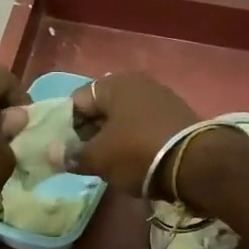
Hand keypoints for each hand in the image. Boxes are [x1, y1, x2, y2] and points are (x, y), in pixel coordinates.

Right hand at [60, 72, 198, 196]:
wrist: (197, 164)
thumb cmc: (137, 153)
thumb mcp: (99, 158)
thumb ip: (72, 155)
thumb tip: (52, 153)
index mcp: (114, 84)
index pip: (77, 101)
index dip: (65, 126)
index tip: (64, 151)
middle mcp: (138, 83)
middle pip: (102, 109)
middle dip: (90, 133)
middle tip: (85, 160)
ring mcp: (161, 98)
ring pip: (124, 119)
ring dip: (113, 139)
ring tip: (109, 165)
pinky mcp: (179, 117)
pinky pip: (145, 127)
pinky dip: (135, 142)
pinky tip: (135, 162)